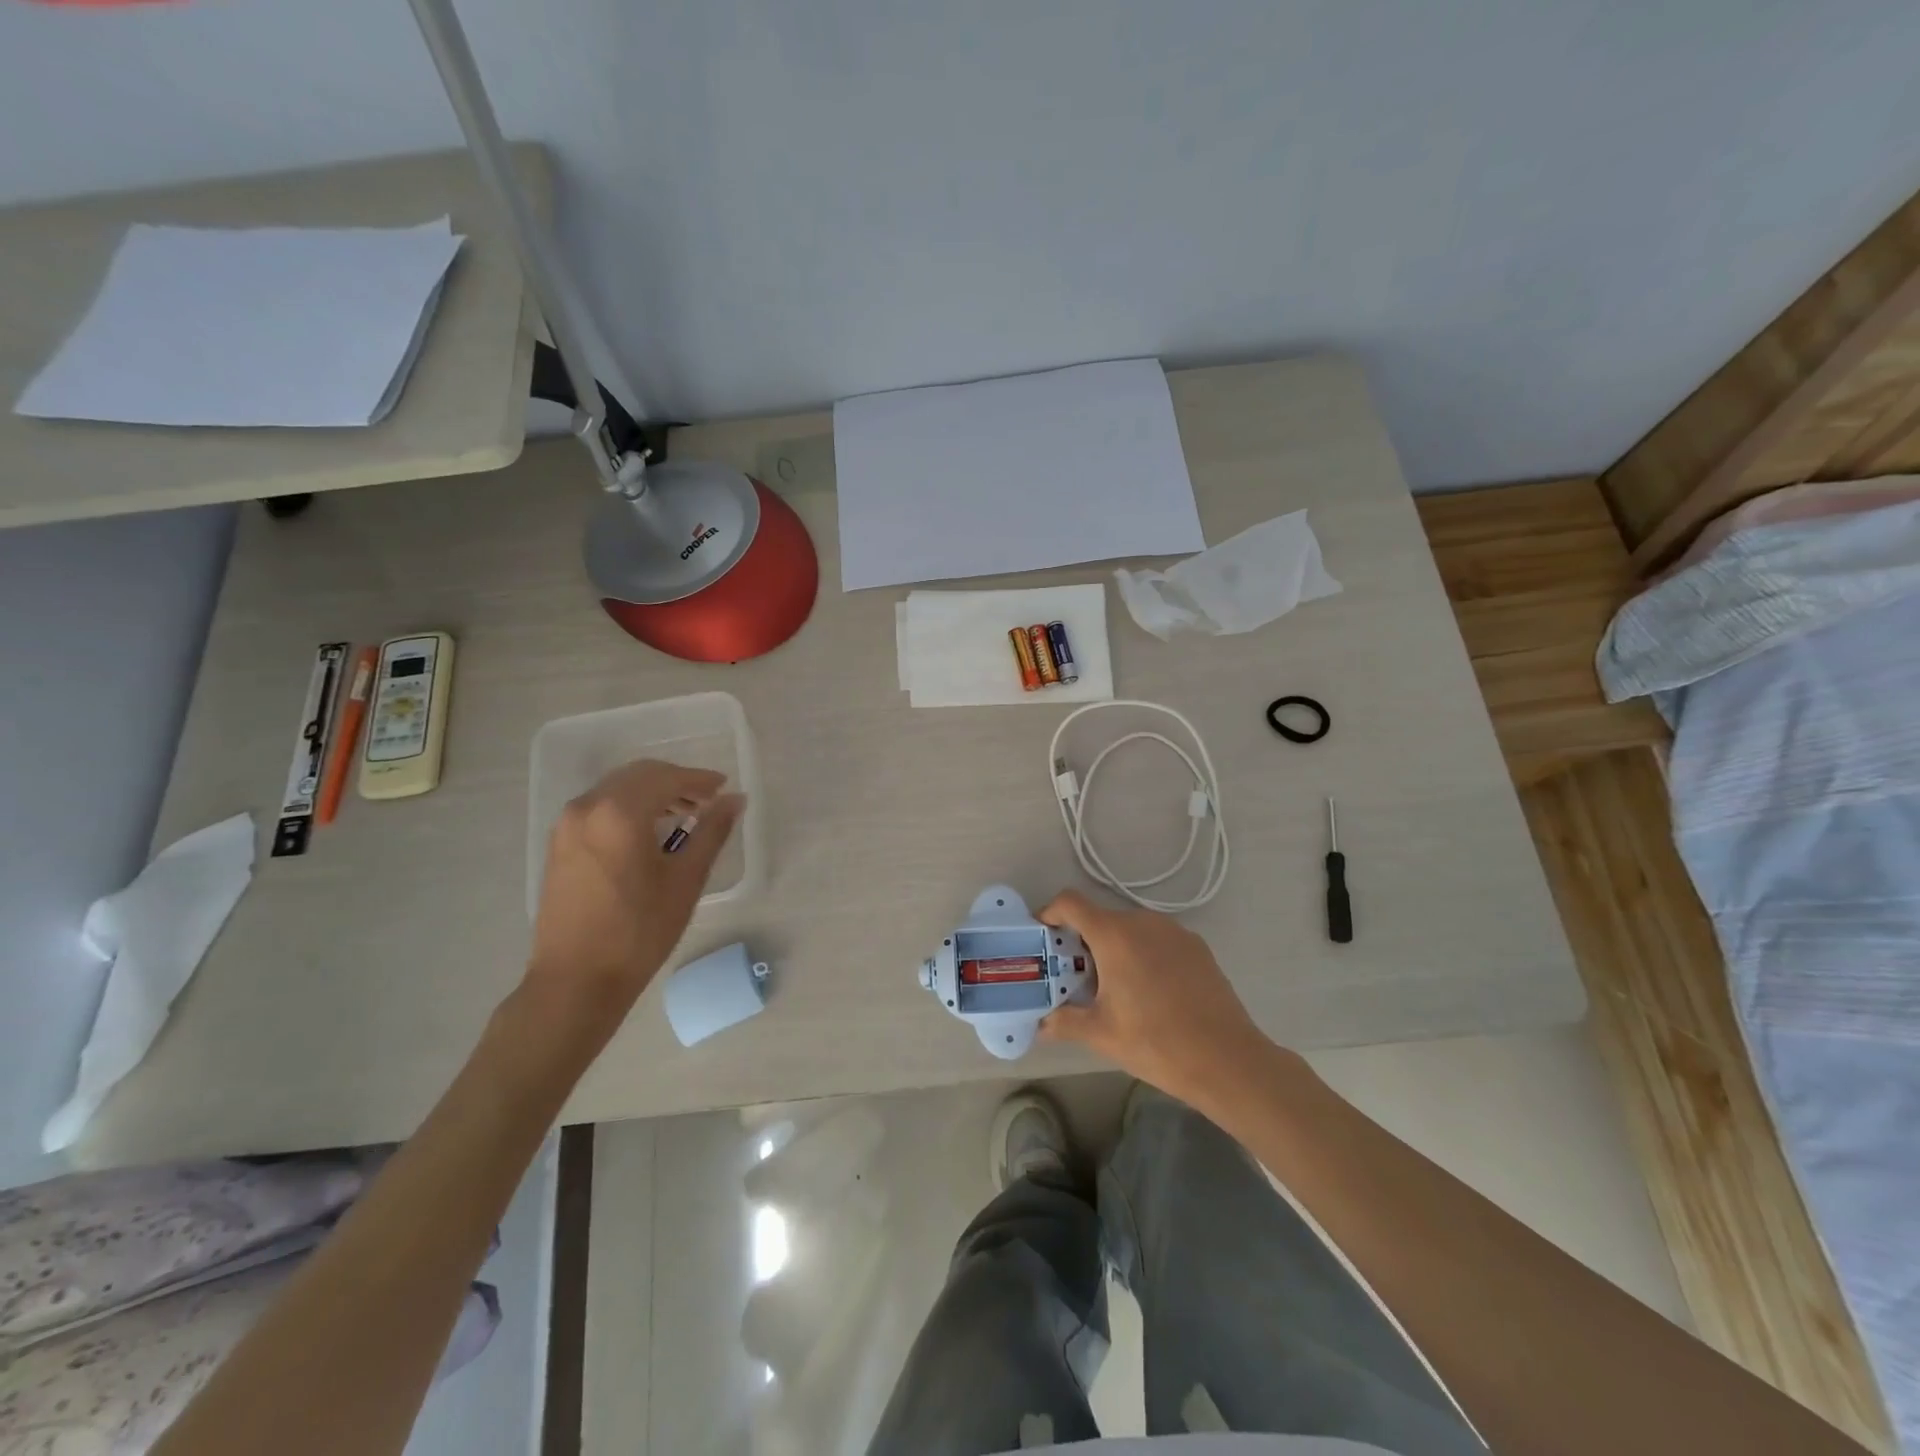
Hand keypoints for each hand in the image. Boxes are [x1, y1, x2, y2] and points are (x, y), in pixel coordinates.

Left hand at [526, 760, 742, 1026]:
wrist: (576, 979)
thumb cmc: (639, 931)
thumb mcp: (686, 879)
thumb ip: (712, 831)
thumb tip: (735, 800)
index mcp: (619, 812)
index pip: (667, 778)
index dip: (700, 780)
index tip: (724, 788)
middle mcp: (587, 807)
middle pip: (639, 775)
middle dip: (676, 782)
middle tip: (707, 801)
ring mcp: (567, 824)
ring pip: (617, 789)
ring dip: (652, 793)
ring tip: (683, 816)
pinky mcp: (559, 843)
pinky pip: (600, 807)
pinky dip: (628, 807)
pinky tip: (648, 832)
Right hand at [1038, 890, 1273, 1109]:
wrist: (1227, 1059)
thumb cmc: (1156, 1042)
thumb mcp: (1102, 1034)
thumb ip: (1065, 1021)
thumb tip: (1041, 1024)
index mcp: (1114, 935)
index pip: (1070, 903)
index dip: (1049, 913)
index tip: (1043, 938)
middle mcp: (1143, 922)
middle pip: (1100, 918)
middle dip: (1082, 942)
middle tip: (1076, 977)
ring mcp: (1174, 931)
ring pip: (1130, 928)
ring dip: (1114, 948)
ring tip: (1114, 987)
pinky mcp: (1197, 946)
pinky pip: (1157, 939)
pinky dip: (1142, 953)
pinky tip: (1150, 991)